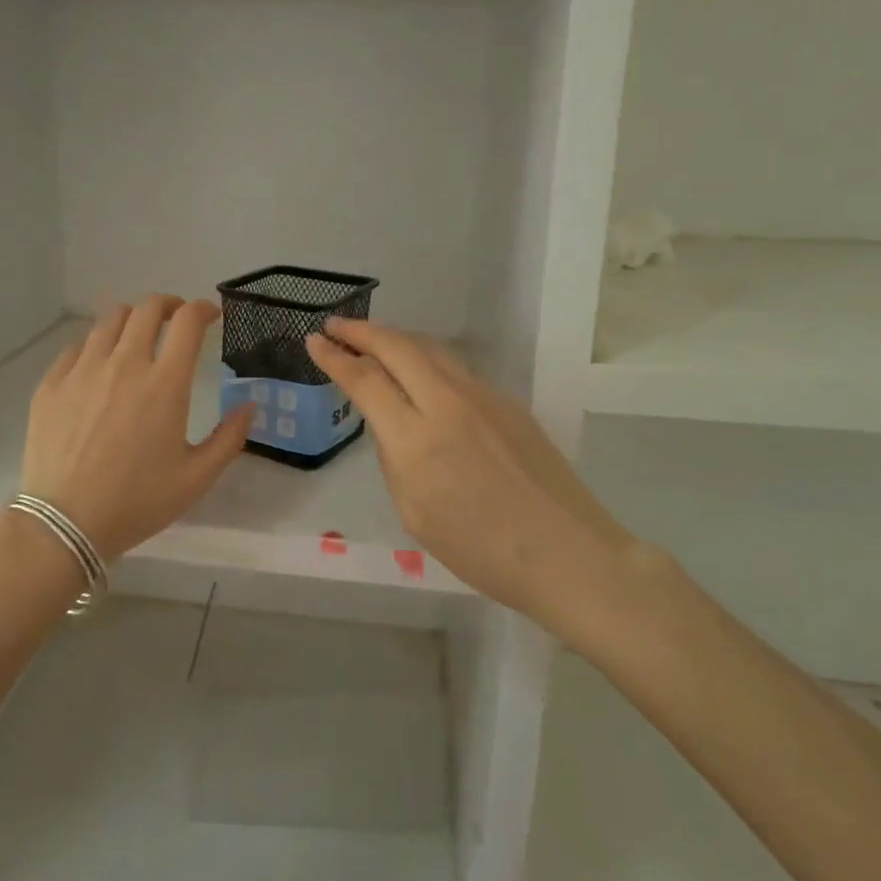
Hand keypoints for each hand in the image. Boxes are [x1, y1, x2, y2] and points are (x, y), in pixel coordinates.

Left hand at [21, 296, 254, 559]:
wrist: (65, 523)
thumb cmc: (137, 502)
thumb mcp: (196, 478)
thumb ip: (229, 438)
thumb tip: (250, 405)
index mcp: (165, 384)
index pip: (188, 322)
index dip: (203, 309)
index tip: (210, 315)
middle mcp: (124, 364)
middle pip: (147, 309)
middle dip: (168, 306)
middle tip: (176, 319)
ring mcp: (83, 370)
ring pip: (110, 320)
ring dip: (132, 320)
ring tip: (138, 336)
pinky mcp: (52, 383)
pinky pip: (77, 347)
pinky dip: (97, 345)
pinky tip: (100, 365)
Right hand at [305, 318, 633, 620]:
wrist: (567, 553)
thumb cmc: (482, 551)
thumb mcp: (415, 514)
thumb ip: (395, 460)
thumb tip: (392, 426)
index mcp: (416, 441)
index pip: (365, 382)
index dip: (335, 358)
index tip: (314, 342)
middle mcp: (447, 405)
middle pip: (397, 348)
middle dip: (360, 332)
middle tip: (335, 327)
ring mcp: (483, 397)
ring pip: (430, 349)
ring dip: (394, 338)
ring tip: (370, 339)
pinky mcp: (507, 402)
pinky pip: (456, 368)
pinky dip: (425, 358)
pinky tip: (419, 370)